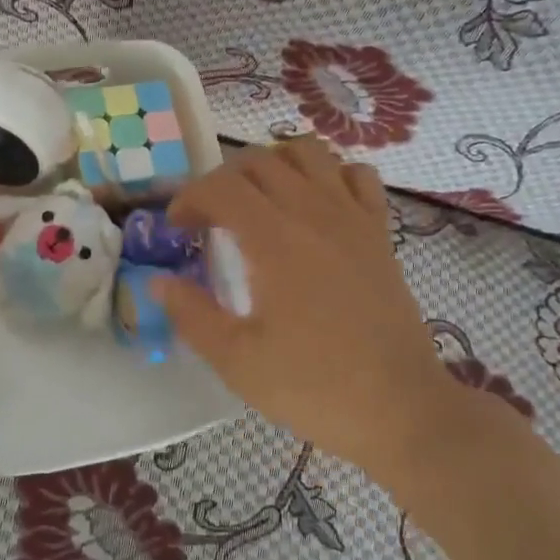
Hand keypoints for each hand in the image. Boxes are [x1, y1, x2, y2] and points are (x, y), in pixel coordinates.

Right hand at [156, 141, 473, 483]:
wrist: (401, 408)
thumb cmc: (314, 386)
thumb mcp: (237, 360)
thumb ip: (191, 314)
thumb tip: (158, 281)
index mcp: (274, 240)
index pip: (220, 187)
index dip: (188, 198)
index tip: (176, 229)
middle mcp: (313, 212)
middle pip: (258, 161)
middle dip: (222, 180)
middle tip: (210, 218)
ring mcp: (352, 217)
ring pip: (308, 152)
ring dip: (274, 164)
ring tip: (259, 200)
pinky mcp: (379, 232)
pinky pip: (356, 175)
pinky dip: (329, 175)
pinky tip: (316, 206)